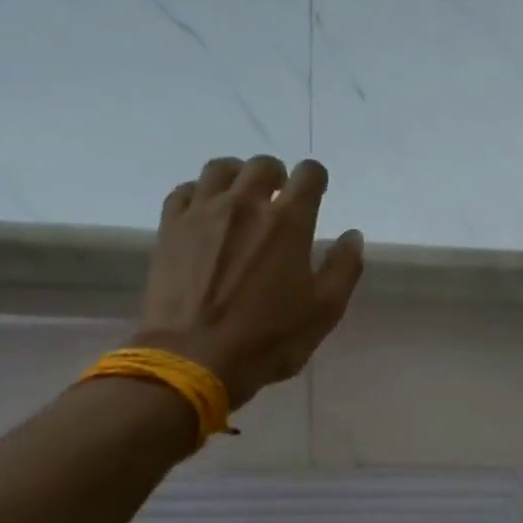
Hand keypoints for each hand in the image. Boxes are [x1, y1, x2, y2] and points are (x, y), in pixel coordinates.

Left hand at [135, 156, 363, 408]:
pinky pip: (185, 190)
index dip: (316, 179)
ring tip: (241, 200)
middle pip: (262, 165)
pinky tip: (205, 213)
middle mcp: (245, 204)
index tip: (317, 192)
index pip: (309, 174)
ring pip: (220, 169)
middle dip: (277, 176)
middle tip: (279, 199)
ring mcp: (202, 212)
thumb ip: (343, 269)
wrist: (195, 358)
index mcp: (288, 222)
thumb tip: (352, 236)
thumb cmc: (268, 339)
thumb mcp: (324, 312)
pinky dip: (200, 193)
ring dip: (237, 177)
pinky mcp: (170, 228)